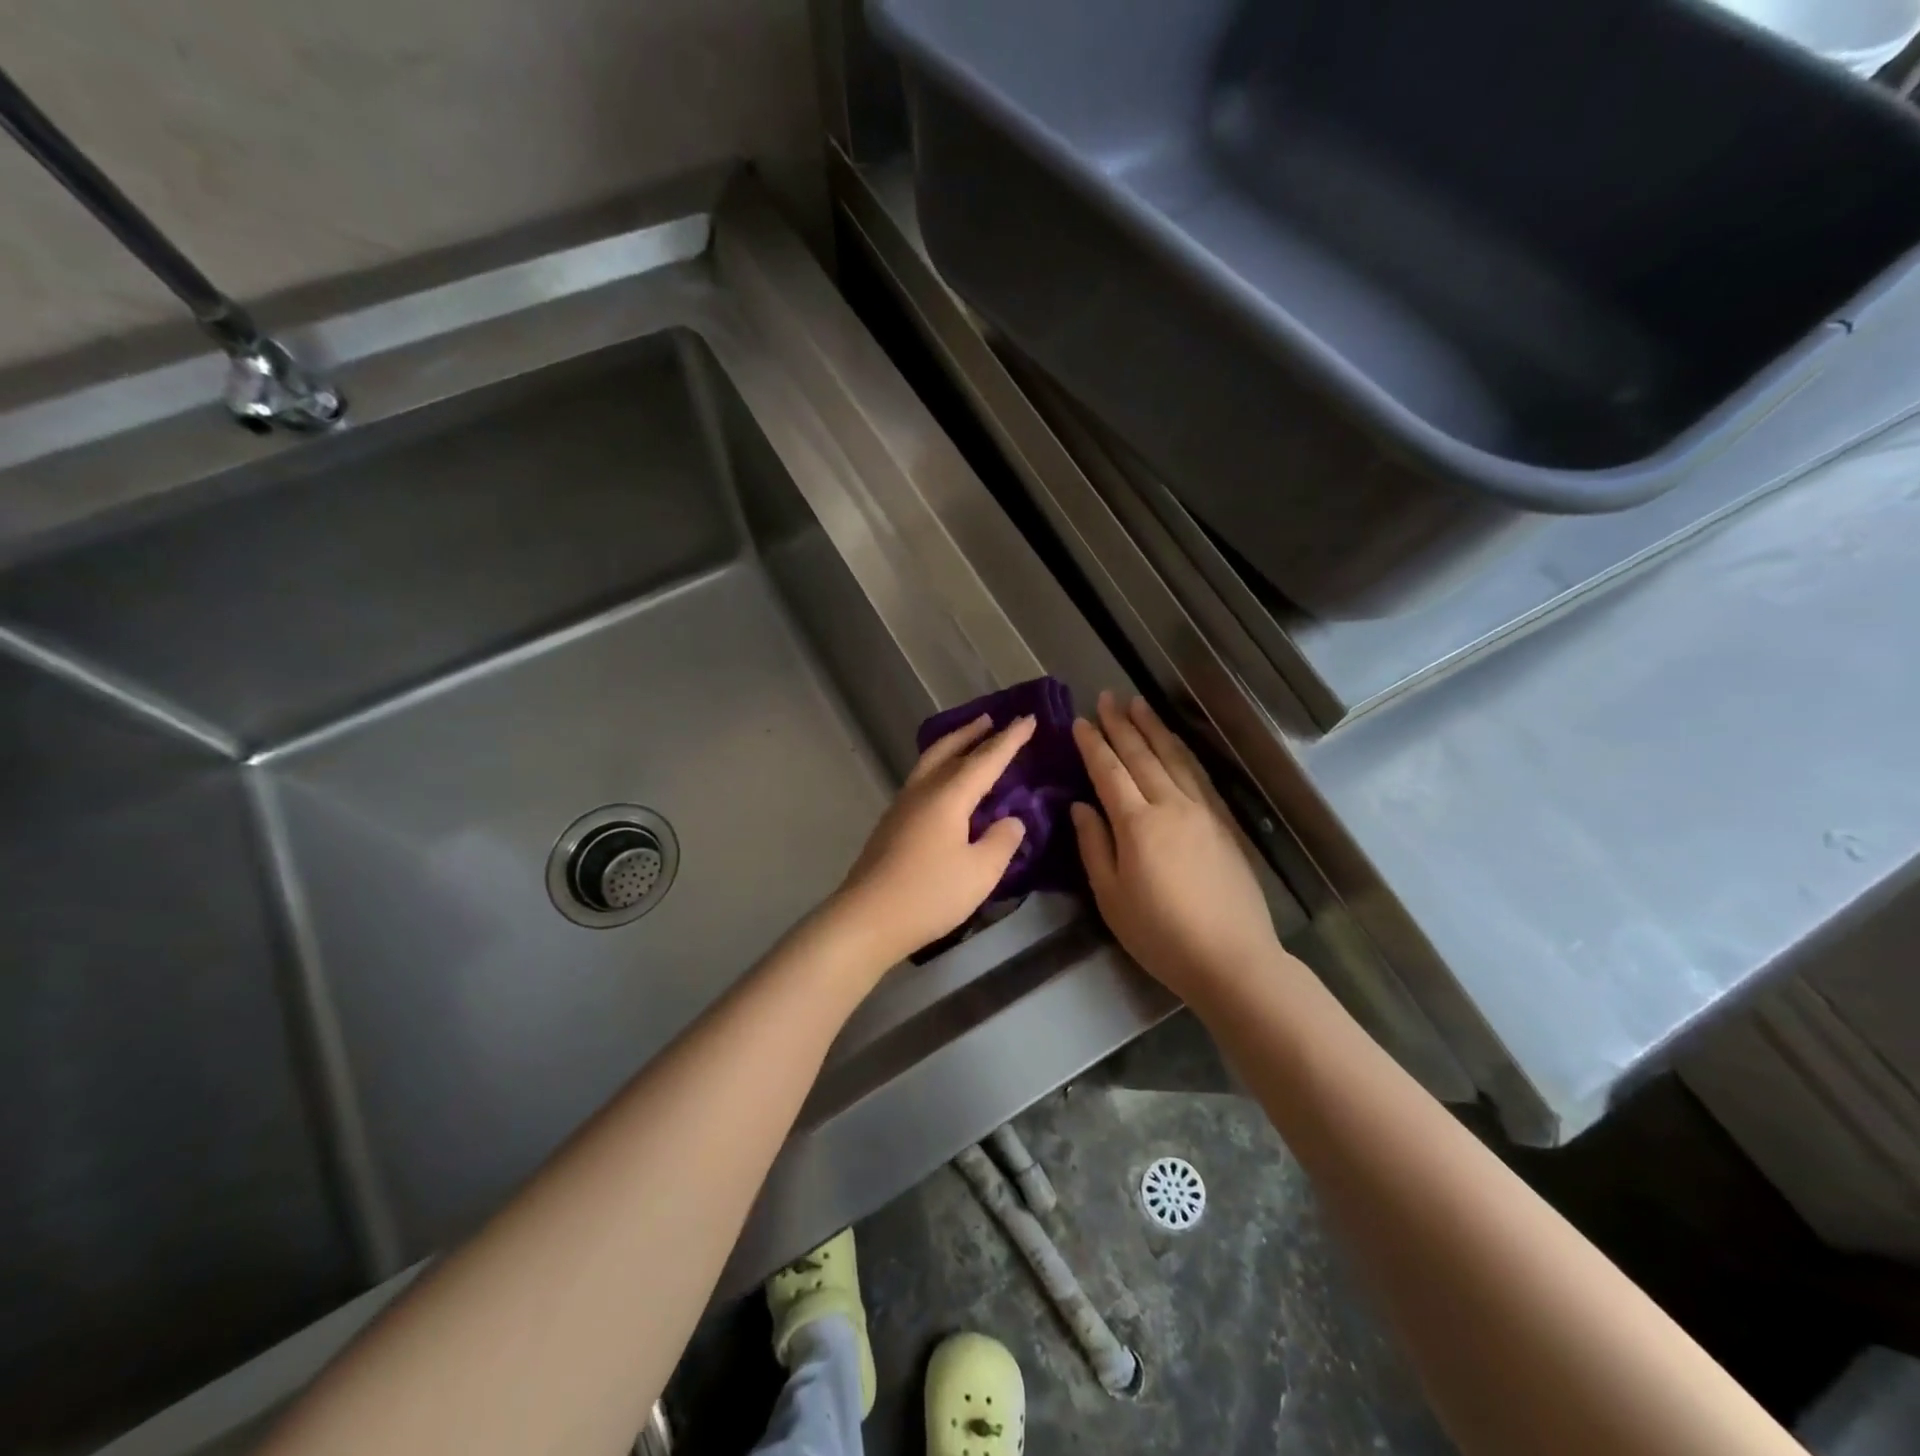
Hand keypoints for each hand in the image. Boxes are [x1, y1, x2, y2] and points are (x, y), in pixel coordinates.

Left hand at [831, 713, 1036, 967]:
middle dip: (973, 733)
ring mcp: (902, 806)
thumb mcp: (981, 872)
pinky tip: (945, 785)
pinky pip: (922, 780)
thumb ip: (1002, 841)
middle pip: (950, 750)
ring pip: (930, 762)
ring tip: (969, 741)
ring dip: (953, 746)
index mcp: (948, 796)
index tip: (1028, 718)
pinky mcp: (892, 824)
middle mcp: (923, 791)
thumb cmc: (929, 894)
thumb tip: (1010, 820)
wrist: (867, 918)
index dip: (1010, 740)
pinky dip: (940, 767)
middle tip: (992, 718)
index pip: (986, 759)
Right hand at [1070, 693, 1279, 996]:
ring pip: (1174, 758)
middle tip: (1107, 696)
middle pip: (1141, 756)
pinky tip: (1175, 742)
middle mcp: (1170, 806)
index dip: (1093, 745)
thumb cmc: (1160, 934)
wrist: (1231, 958)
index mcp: (1137, 825)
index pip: (1109, 772)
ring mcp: (1202, 811)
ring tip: (1138, 704)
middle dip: (1121, 725)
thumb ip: (1094, 846)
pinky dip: (1182, 751)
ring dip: (1154, 728)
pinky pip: (1199, 775)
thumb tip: (1080, 806)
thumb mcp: (1111, 897)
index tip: (1080, 721)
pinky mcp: (1224, 823)